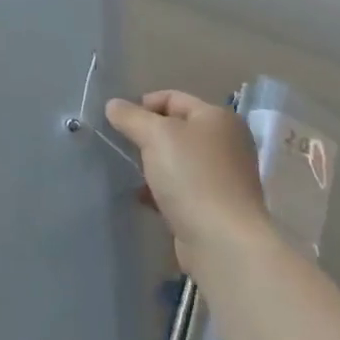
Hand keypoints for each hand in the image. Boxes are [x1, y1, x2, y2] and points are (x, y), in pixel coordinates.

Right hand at [106, 90, 266, 268]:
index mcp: (218, 118)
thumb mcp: (155, 136)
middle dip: (147, 136)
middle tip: (123, 147)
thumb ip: (131, 116)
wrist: (223, 241)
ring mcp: (224, 176)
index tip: (119, 123)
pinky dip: (162, 189)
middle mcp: (226, 143)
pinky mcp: (216, 206)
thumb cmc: (192, 177)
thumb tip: (113, 105)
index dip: (143, 104)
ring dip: (152, 164)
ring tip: (129, 173)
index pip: (173, 97)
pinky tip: (144, 198)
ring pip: (177, 160)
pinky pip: (182, 187)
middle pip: (176, 128)